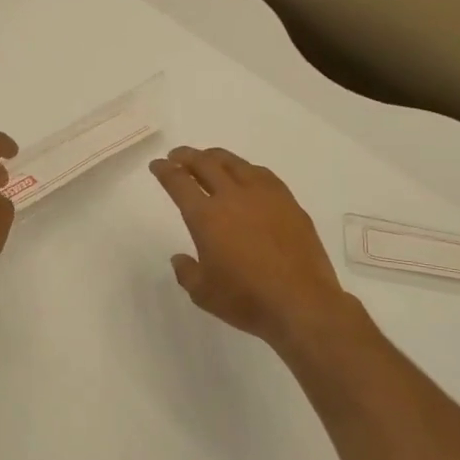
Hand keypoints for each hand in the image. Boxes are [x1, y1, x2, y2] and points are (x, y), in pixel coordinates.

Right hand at [149, 146, 353, 353]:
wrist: (302, 303)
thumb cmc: (246, 299)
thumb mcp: (203, 293)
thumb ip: (186, 272)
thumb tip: (180, 258)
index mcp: (205, 216)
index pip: (179, 182)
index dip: (164, 170)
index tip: (157, 164)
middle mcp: (232, 197)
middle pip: (205, 163)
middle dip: (186, 156)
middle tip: (177, 156)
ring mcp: (264, 196)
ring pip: (235, 163)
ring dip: (215, 157)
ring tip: (208, 159)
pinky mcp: (289, 202)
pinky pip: (262, 174)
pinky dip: (245, 169)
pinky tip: (246, 175)